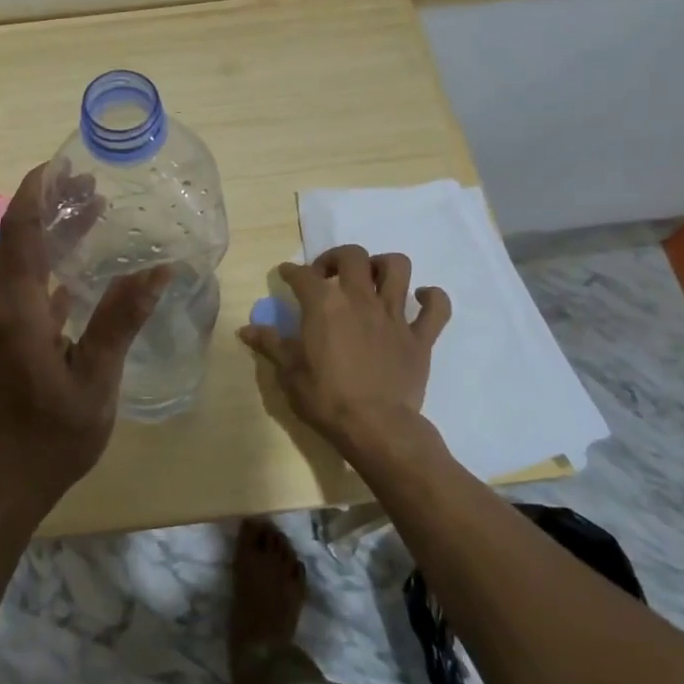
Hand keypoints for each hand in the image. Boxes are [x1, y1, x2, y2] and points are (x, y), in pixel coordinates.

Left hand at [0, 164, 168, 522]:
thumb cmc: (48, 438)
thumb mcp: (94, 380)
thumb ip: (120, 320)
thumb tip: (157, 269)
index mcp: (14, 308)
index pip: (20, 229)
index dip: (38, 191)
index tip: (62, 163)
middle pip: (17, 239)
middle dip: (49, 207)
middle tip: (92, 188)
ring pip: (17, 263)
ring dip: (48, 236)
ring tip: (90, 215)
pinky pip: (18, 288)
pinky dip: (45, 268)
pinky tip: (76, 271)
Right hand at [238, 245, 450, 464]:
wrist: (376, 428)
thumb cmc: (326, 399)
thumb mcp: (289, 372)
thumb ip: (270, 344)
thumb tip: (246, 329)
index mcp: (324, 304)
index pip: (302, 275)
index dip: (291, 271)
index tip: (286, 274)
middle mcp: (360, 299)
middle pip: (353, 256)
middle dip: (337, 258)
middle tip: (328, 274)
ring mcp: (394, 316)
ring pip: (397, 268)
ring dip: (384, 266)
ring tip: (372, 278)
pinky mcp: (420, 337)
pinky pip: (437, 308)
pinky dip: (432, 298)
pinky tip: (421, 299)